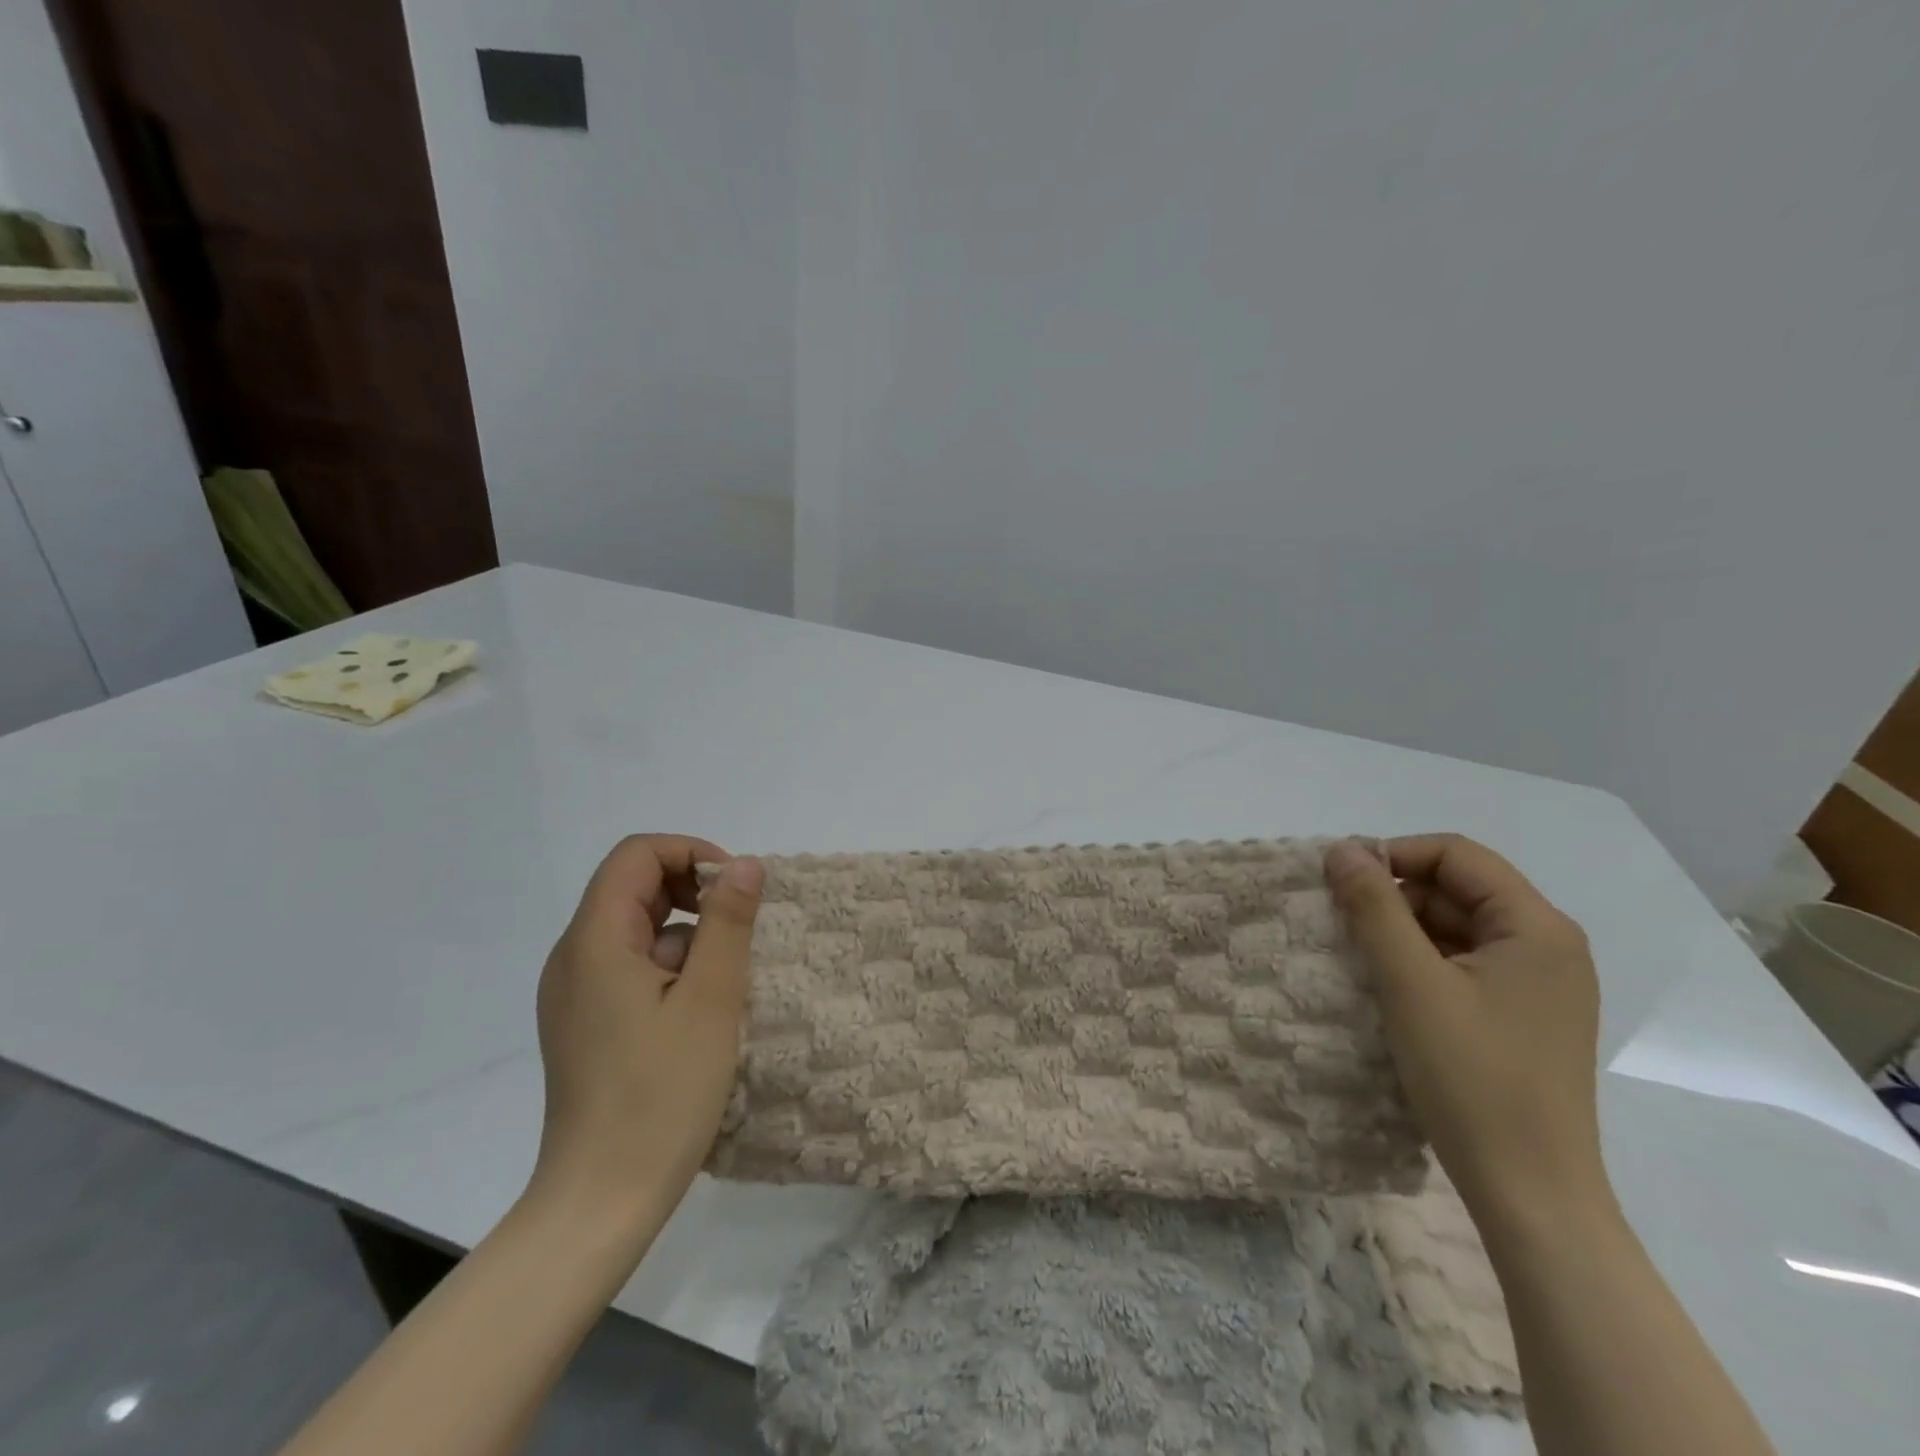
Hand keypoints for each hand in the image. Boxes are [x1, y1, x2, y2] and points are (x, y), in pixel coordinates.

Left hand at [530, 834, 763, 1232]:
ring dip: (687, 932)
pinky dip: (671, 964)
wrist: (602, 1199)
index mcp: (594, 941)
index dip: (690, 853)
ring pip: (635, 926)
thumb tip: (744, 865)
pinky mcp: (586, 1021)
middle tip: (739, 929)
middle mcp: (574, 957)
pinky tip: (699, 1009)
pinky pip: (630, 964)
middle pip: (632, 886)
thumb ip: (728, 922)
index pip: (636, 855)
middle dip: (692, 891)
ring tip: (724, 978)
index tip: (734, 890)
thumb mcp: (711, 999)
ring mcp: (576, 992)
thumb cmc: (661, 1094)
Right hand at [1325, 835, 1611, 1231]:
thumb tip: (1341, 849)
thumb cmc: (1472, 1077)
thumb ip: (1374, 907)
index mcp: (1537, 927)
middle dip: (1396, 895)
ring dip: (1404, 930)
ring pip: (1458, 926)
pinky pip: (1465, 963)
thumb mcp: (1410, 982)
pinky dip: (1422, 961)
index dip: (1394, 855)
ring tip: (1358, 956)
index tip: (1341, 883)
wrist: (1530, 1192)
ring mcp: (1540, 984)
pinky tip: (1388, 985)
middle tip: (1342, 924)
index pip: (1457, 855)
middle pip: (1459, 888)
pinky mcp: (1523, 1015)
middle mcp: (1549, 946)